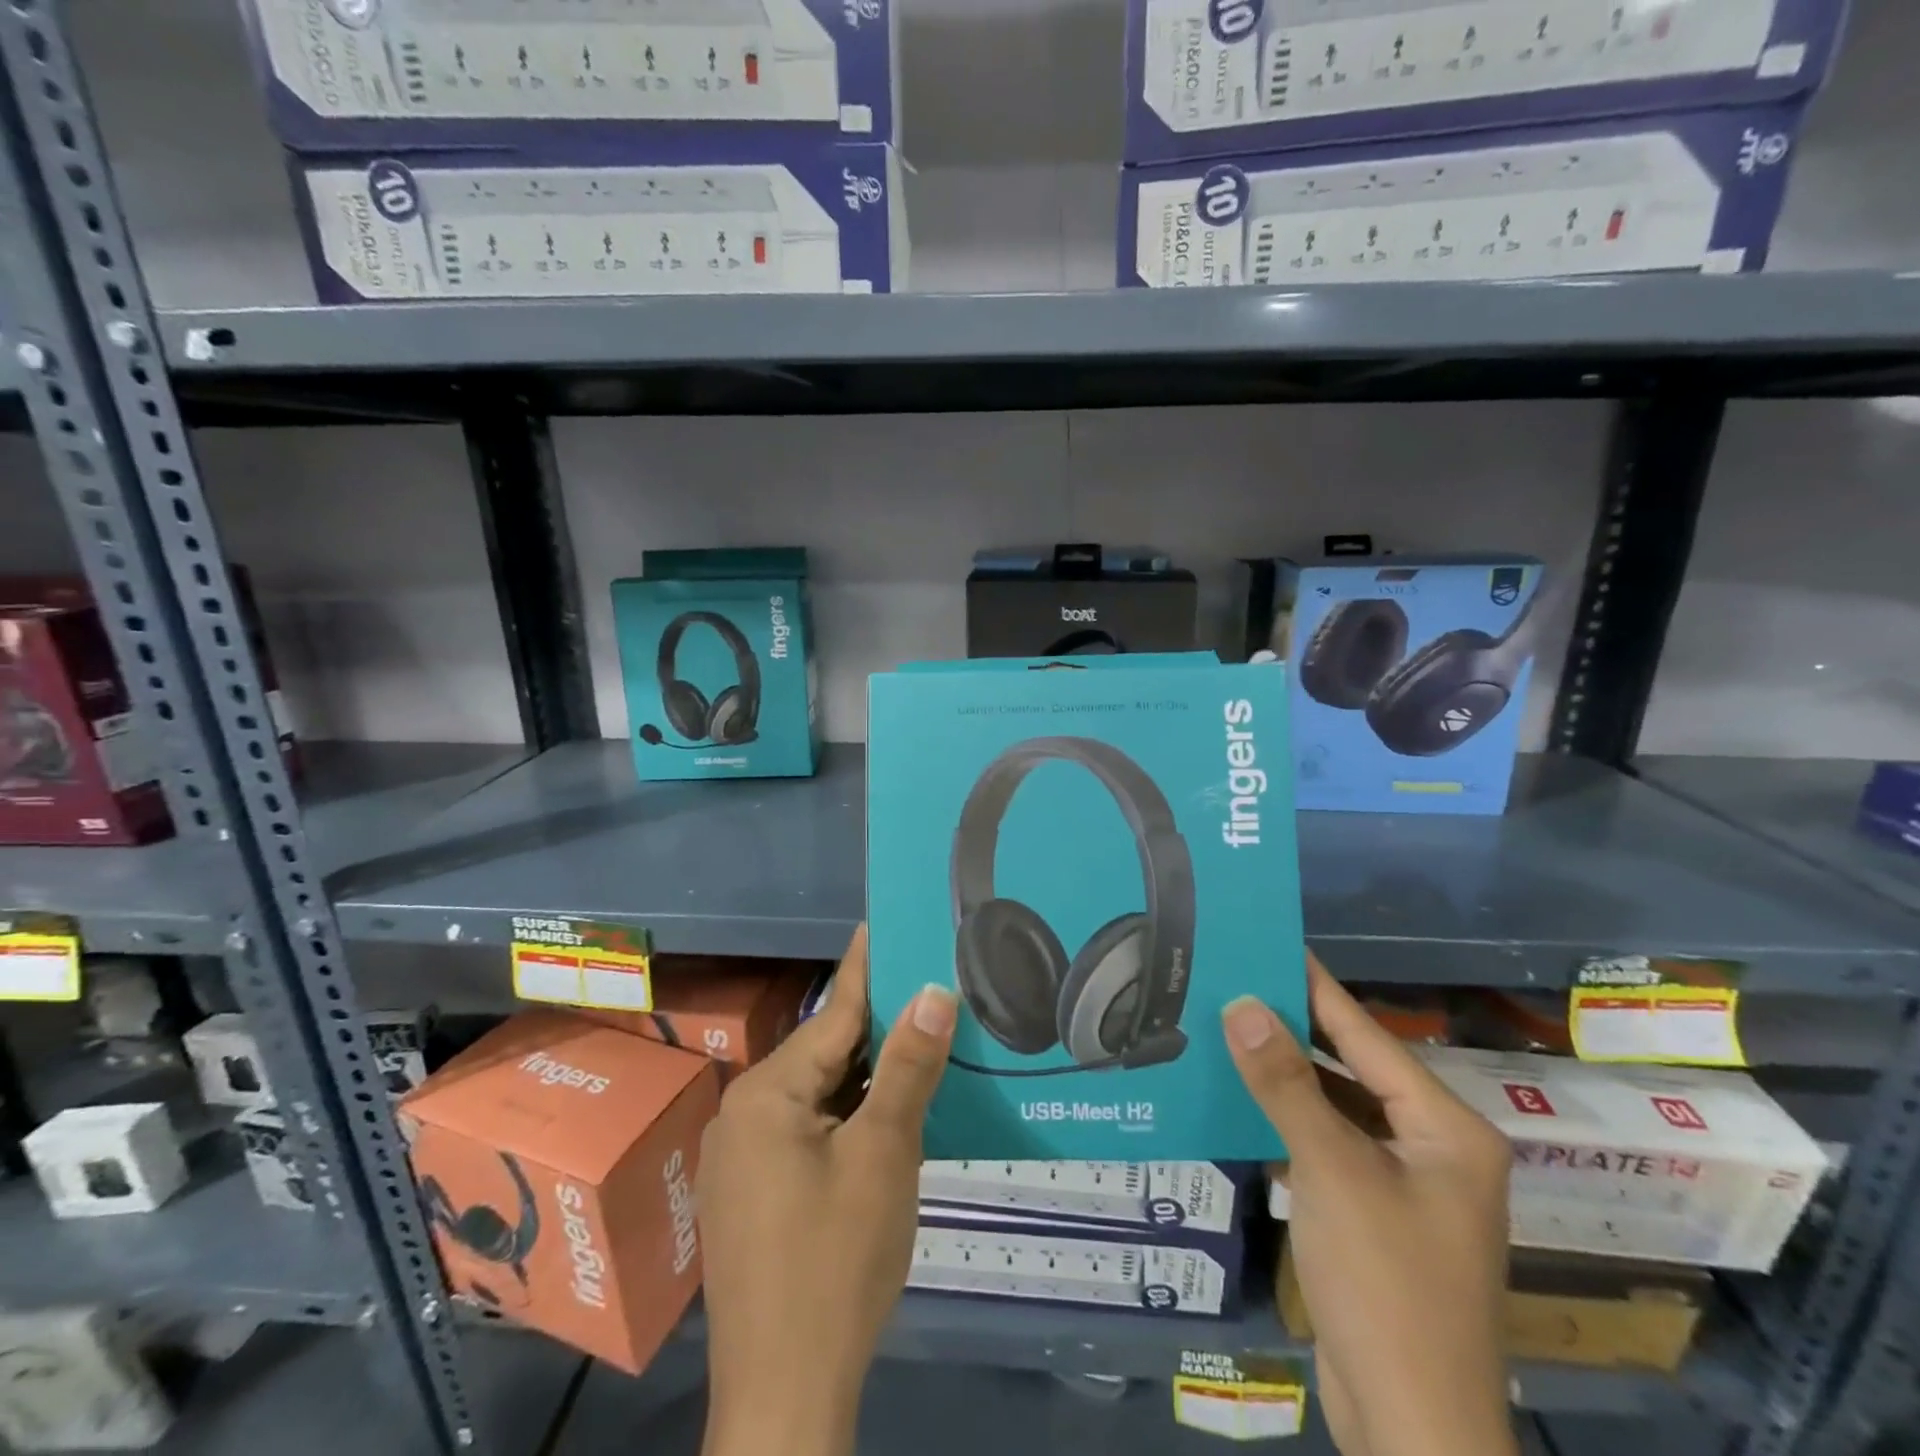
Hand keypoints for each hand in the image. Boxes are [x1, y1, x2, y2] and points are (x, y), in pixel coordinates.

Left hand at [697, 925, 956, 1455]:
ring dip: (867, 1075)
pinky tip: (886, 1114)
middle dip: (879, 1025)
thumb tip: (934, 989)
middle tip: (930, 987)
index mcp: (768, 1092)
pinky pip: (807, 1129)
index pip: (833, 1012)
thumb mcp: (884, 1154)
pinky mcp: (751, 1193)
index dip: (867, 966)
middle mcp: (744, 1112)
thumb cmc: (836, 1262)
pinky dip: (848, 1114)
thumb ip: (908, 1067)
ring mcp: (742, 1156)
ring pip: (819, 1093)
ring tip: (920, 1041)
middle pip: (825, 1053)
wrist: (785, 1396)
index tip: (885, 919)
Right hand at [1223, 955, 1515, 1455]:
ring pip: (1336, 1108)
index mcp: (1446, 1128)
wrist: (1413, 1429)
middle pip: (1352, 1068)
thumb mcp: (1330, 1170)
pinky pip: (1327, 1146)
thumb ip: (1284, 1083)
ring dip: (1285, 1077)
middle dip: (1292, 1029)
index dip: (1316, 987)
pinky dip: (1288, 1122)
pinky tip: (1243, 1100)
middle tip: (1234, 983)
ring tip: (1228, 1030)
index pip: (1367, 1035)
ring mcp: (1405, 1185)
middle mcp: (1433, 1147)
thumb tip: (1242, 1004)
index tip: (1272, 942)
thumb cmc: (1386, 1284)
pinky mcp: (1375, 1216)